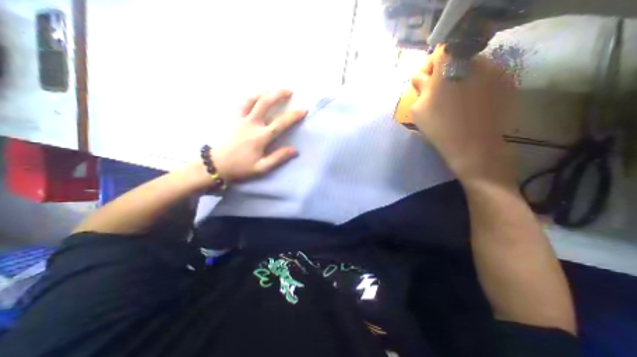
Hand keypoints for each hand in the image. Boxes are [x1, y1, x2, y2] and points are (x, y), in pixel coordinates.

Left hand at [211, 89, 306, 183]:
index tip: (304, 110)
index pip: (281, 122)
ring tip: (272, 89)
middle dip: (279, 93)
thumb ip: (278, 158)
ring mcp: (240, 118)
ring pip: (252, 99)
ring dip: (264, 92)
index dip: (294, 115)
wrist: (215, 165)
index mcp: (261, 136)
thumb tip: (295, 150)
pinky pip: (241, 103)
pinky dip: (250, 97)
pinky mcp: (231, 118)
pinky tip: (254, 97)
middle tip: (289, 91)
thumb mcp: (262, 167)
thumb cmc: (240, 167)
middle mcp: (251, 123)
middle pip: (266, 102)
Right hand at [410, 45, 519, 184]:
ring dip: (459, 80)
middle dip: (444, 74)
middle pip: (456, 59)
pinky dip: (475, 87)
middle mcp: (476, 60)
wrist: (472, 148)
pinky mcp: (507, 83)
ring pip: (472, 68)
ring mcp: (496, 71)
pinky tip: (469, 105)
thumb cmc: (439, 127)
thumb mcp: (418, 108)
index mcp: (450, 66)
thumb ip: (419, 87)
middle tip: (437, 94)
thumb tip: (420, 78)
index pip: (439, 53)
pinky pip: (485, 78)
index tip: (424, 83)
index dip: (429, 68)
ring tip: (453, 102)